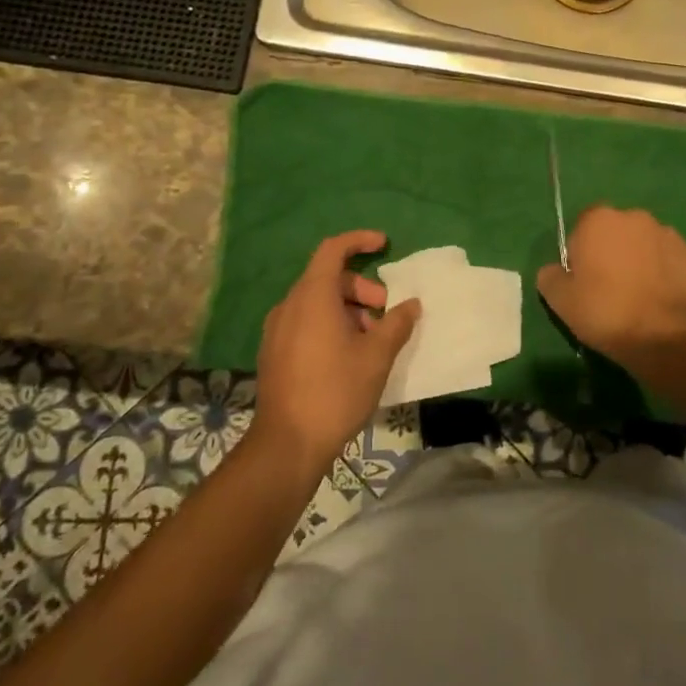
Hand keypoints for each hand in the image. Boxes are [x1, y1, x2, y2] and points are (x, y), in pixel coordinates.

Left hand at [252, 231, 419, 471]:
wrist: (287, 444)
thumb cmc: (336, 390)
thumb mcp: (377, 355)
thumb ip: (397, 323)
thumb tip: (411, 304)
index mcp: (312, 297)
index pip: (333, 249)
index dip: (359, 241)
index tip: (384, 245)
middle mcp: (290, 306)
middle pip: (328, 278)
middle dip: (362, 288)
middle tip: (387, 313)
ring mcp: (277, 330)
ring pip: (317, 303)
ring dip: (349, 310)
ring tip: (373, 340)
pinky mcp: (274, 353)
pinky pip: (305, 322)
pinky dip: (330, 325)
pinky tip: (349, 356)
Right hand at [536, 206, 685, 369]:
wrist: (661, 335)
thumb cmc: (604, 311)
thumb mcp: (559, 299)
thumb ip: (550, 276)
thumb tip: (554, 270)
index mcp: (599, 219)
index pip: (582, 226)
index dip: (580, 252)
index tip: (582, 279)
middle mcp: (635, 217)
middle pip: (616, 231)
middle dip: (611, 251)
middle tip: (608, 288)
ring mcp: (667, 234)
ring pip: (644, 244)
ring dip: (639, 260)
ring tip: (637, 296)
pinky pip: (668, 260)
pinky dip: (663, 273)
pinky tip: (658, 299)